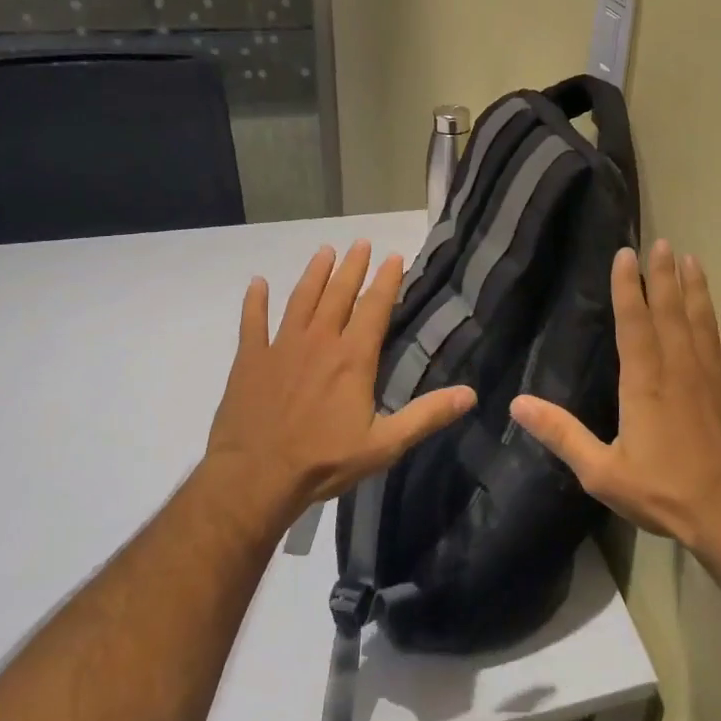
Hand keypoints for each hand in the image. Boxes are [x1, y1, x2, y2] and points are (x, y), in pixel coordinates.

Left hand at [203, 241, 475, 520]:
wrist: (255, 477)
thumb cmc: (323, 461)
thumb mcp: (385, 444)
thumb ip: (426, 416)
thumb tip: (470, 395)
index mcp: (352, 358)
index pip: (374, 308)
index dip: (386, 281)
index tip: (393, 256)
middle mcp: (319, 342)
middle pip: (338, 294)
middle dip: (352, 267)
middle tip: (361, 242)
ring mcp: (281, 347)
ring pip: (301, 300)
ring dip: (314, 274)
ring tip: (325, 251)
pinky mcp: (250, 360)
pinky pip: (252, 322)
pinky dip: (254, 301)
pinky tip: (257, 283)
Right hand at [510, 240, 720, 551]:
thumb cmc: (664, 491)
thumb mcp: (601, 471)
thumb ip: (561, 434)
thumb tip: (517, 404)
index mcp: (644, 381)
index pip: (633, 322)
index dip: (628, 286)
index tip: (626, 254)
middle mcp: (680, 367)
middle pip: (670, 310)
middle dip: (664, 275)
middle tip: (663, 243)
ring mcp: (715, 376)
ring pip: (703, 320)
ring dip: (697, 288)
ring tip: (692, 260)